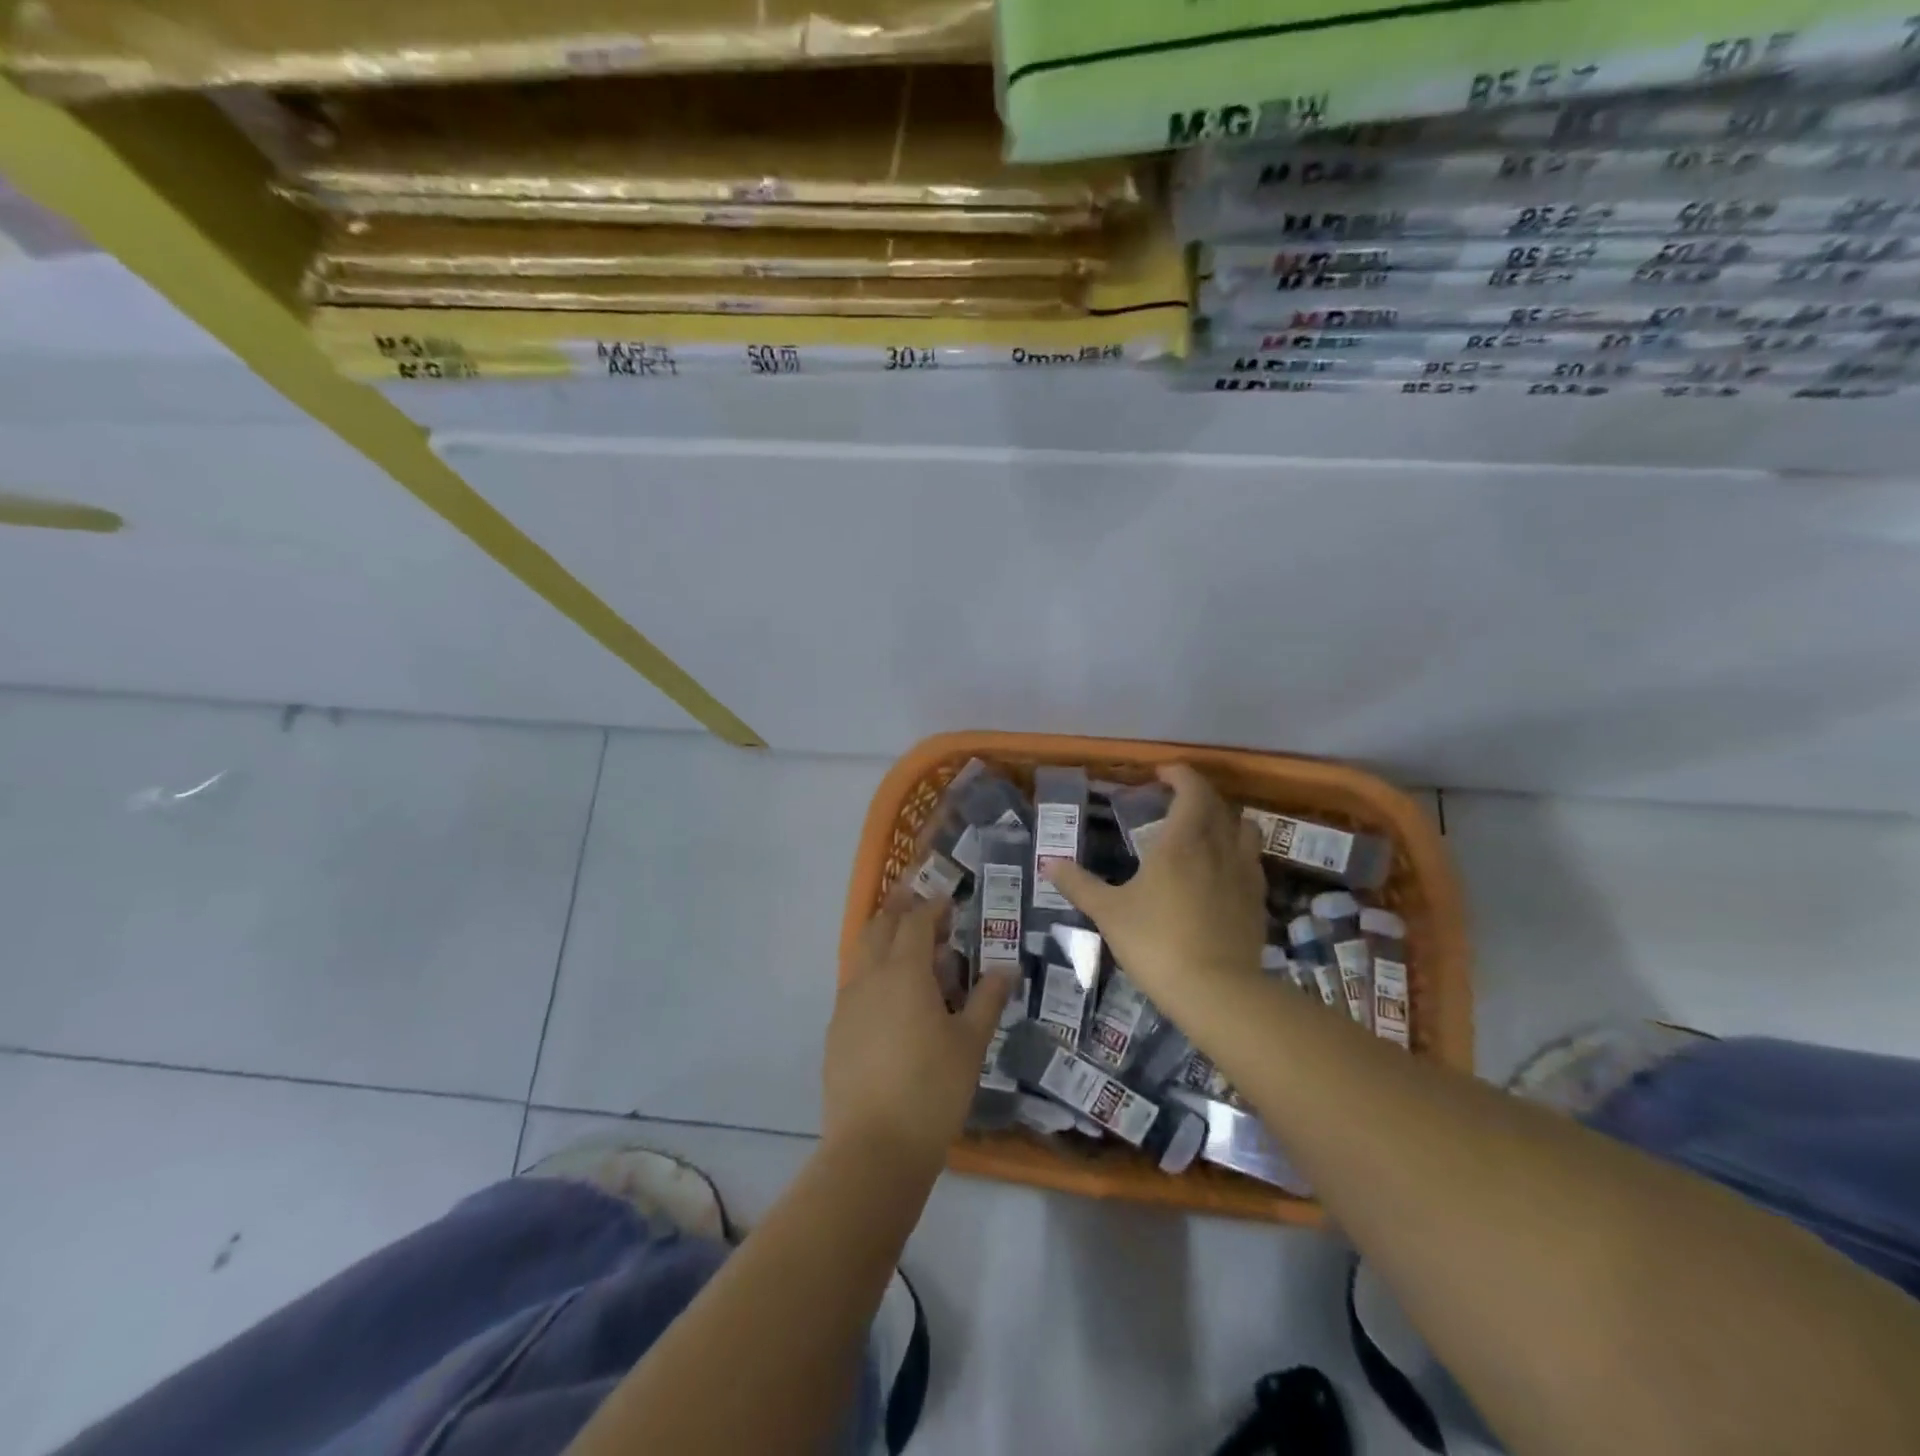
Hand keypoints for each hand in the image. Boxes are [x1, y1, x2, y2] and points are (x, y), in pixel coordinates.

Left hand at [824, 893, 1014, 1165]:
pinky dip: (874, 973)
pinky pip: (855, 984)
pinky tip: (892, 998)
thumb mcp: (970, 1044)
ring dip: (885, 940)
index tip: (949, 901)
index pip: (916, 921)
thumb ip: (987, 999)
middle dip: (900, 909)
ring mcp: (847, 1004)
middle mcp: (869, 977)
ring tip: (911, 949)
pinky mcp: (836, 1030)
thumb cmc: (932, 1090)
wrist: (873, 1148)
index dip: (933, 906)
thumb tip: (1007, 968)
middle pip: (880, 926)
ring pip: (862, 953)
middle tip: (923, 906)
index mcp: (904, 972)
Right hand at [1050, 764, 1266, 1017]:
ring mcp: (1244, 874)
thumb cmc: (1156, 943)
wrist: (1216, 991)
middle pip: (1219, 805)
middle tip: (1175, 802)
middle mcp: (1219, 848)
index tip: (1162, 773)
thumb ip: (1079, 884)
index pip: (1192, 790)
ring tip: (1205, 832)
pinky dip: (1237, 854)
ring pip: (1245, 830)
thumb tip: (1048, 863)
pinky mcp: (1258, 902)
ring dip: (1226, 821)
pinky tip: (1221, 873)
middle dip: (1199, 795)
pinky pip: (1252, 862)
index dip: (1180, 774)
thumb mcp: (1109, 913)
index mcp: (1182, 841)